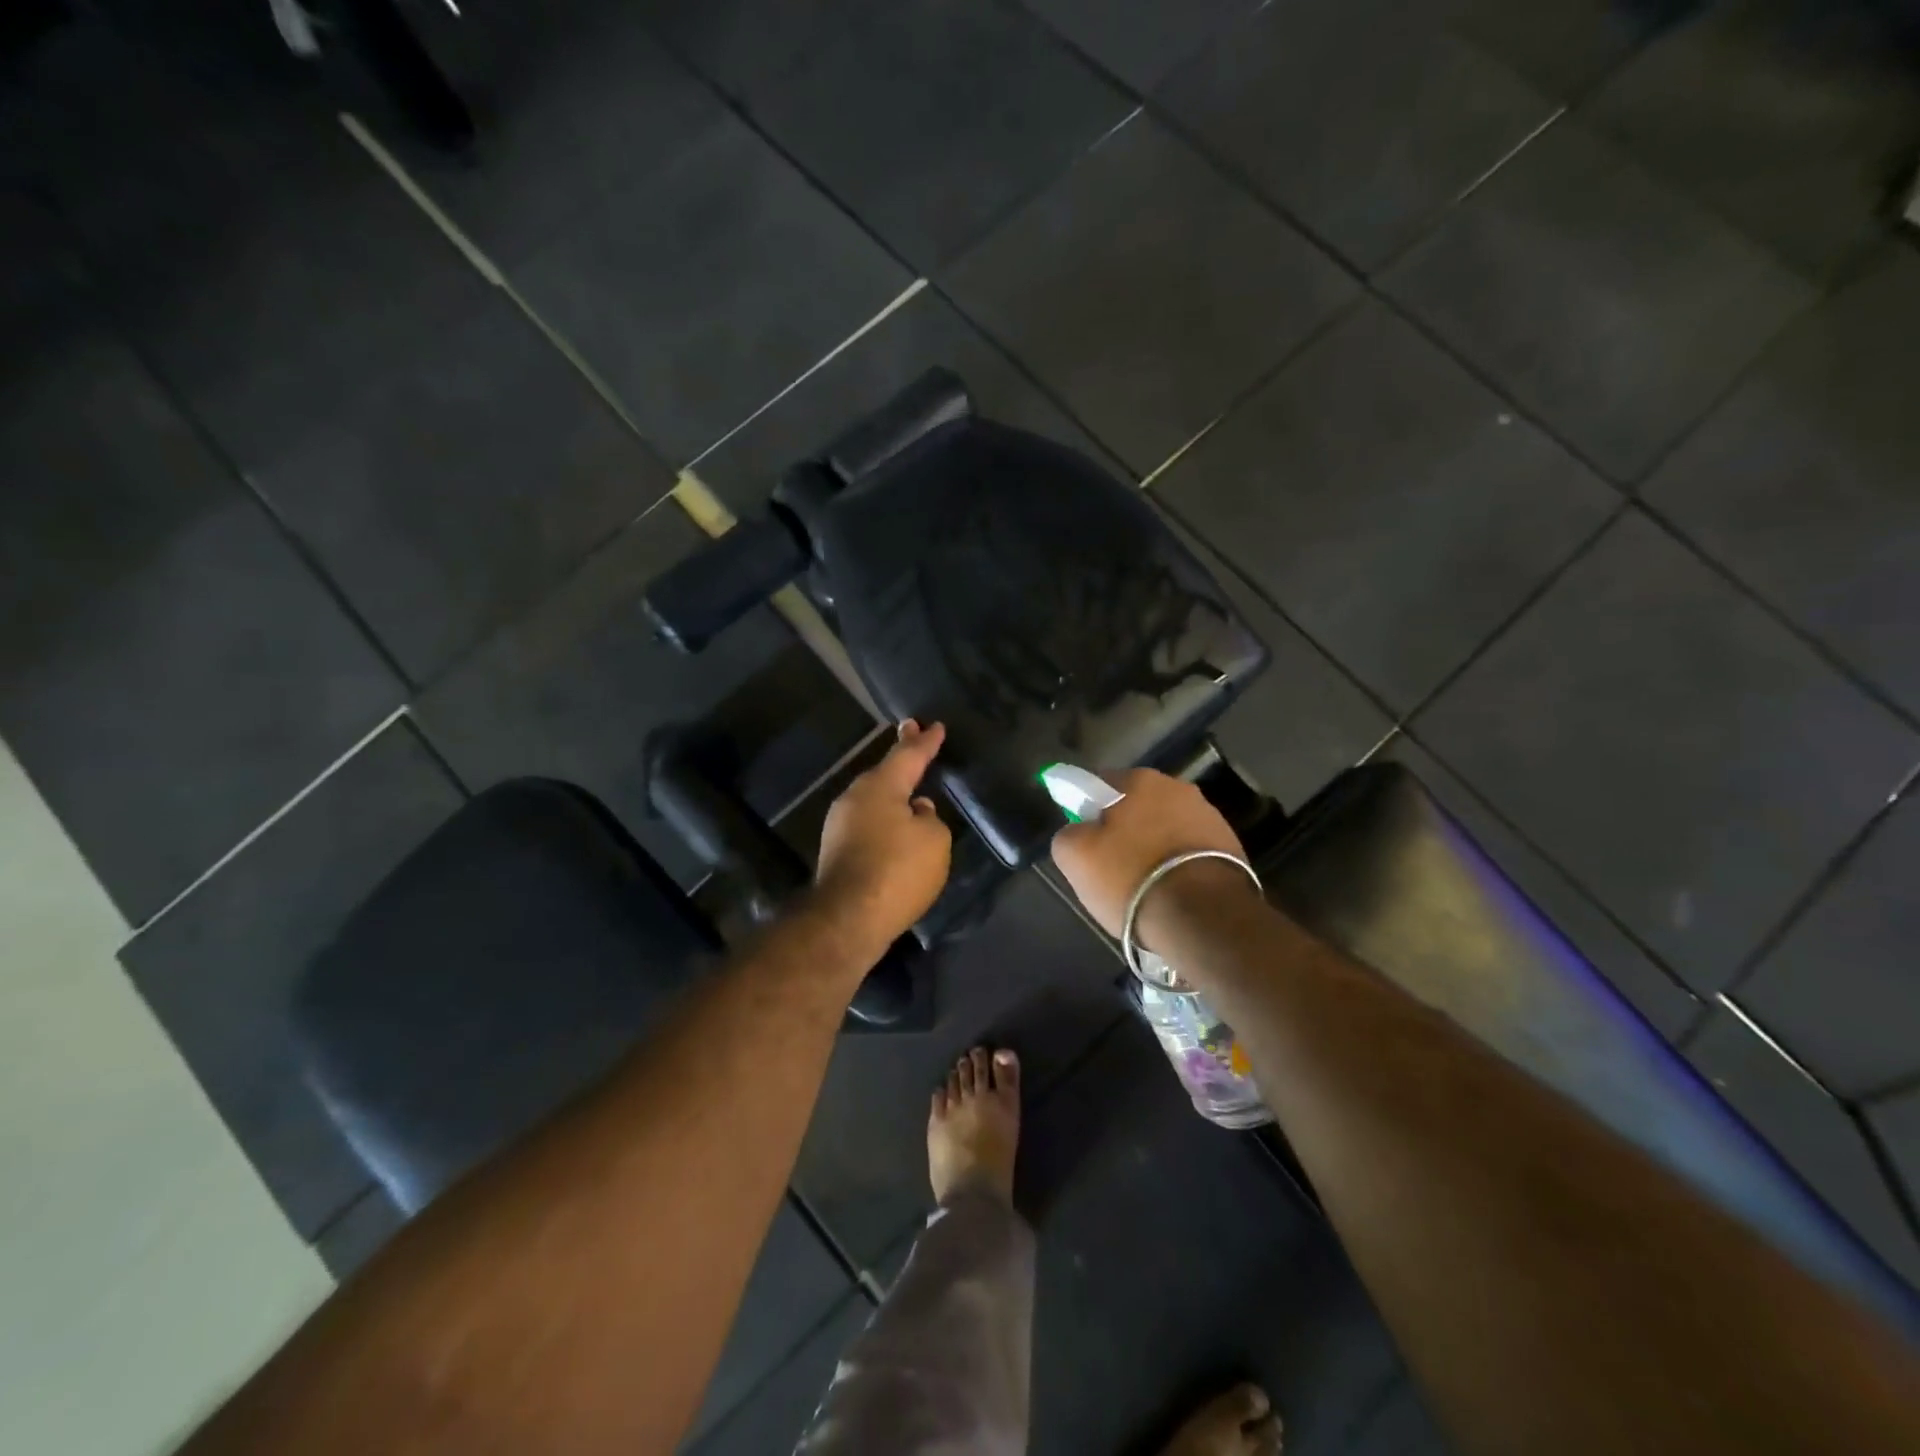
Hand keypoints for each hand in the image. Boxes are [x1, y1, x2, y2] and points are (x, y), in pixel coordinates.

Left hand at [813, 720, 952, 952]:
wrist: (848, 919)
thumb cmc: (897, 871)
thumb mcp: (934, 841)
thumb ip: (930, 820)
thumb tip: (916, 812)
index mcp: (880, 786)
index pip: (908, 755)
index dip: (925, 741)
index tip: (935, 725)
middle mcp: (855, 798)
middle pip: (885, 773)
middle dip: (903, 758)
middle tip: (915, 735)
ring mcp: (840, 825)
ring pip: (874, 799)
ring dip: (893, 791)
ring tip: (912, 786)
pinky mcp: (837, 851)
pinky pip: (868, 823)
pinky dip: (884, 818)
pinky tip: (897, 827)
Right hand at [1050, 768, 1256, 944]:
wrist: (1203, 918)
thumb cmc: (1131, 876)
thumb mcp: (1075, 856)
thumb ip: (1068, 833)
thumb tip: (1078, 832)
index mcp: (1141, 780)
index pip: (1101, 784)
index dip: (1087, 810)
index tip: (1084, 839)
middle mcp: (1179, 788)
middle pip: (1138, 806)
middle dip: (1125, 829)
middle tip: (1110, 864)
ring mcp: (1211, 818)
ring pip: (1166, 829)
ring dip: (1154, 847)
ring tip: (1143, 885)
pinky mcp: (1233, 850)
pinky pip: (1190, 853)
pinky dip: (1178, 867)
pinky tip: (1170, 893)